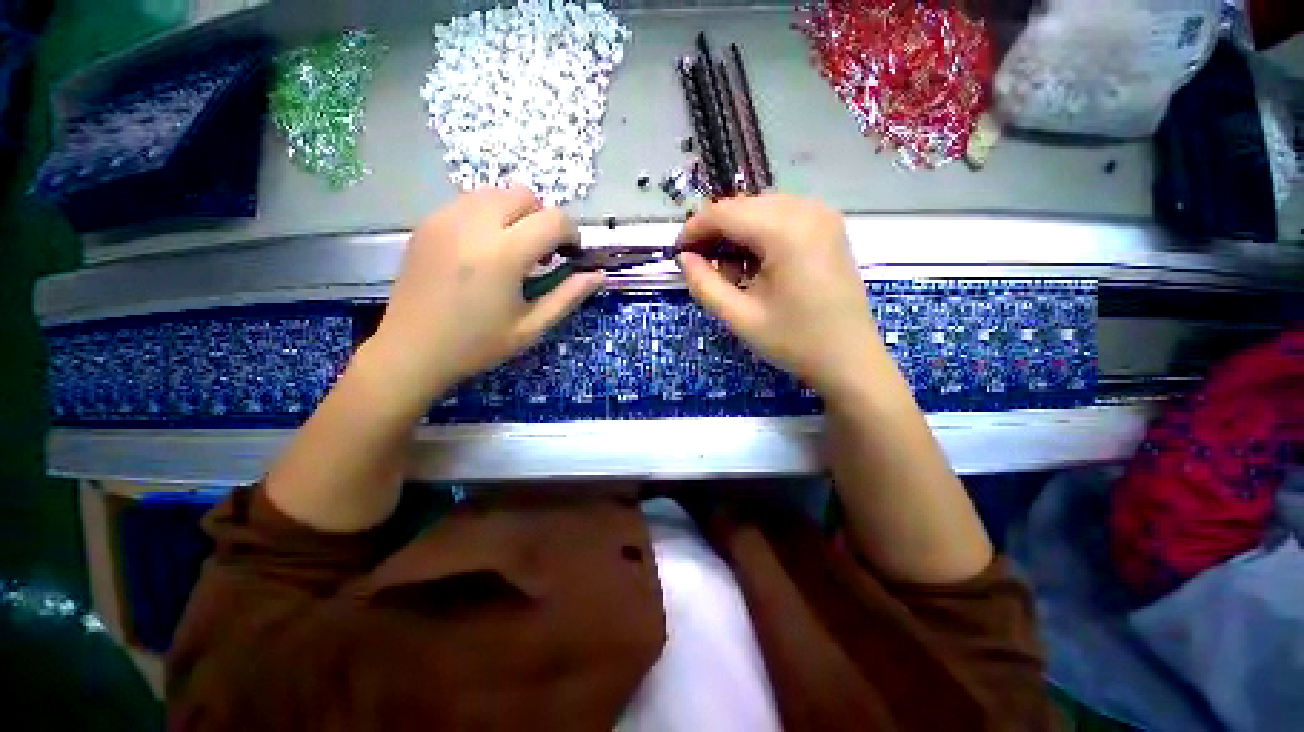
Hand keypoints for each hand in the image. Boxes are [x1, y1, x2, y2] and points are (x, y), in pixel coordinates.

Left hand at [366, 187, 603, 408]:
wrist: (411, 351)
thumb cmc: (477, 344)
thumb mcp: (532, 327)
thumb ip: (568, 296)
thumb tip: (598, 275)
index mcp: (503, 254)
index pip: (553, 219)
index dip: (571, 235)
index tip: (570, 257)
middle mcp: (473, 224)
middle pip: (525, 195)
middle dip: (543, 219)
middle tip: (541, 254)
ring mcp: (445, 218)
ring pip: (496, 193)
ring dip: (516, 214)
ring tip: (513, 250)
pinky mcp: (428, 223)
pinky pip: (470, 202)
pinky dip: (490, 216)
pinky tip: (484, 250)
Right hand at [676, 195, 879, 398]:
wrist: (850, 359)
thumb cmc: (794, 341)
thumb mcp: (739, 317)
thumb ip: (703, 284)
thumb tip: (684, 259)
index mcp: (786, 230)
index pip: (725, 213)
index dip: (694, 229)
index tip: (676, 253)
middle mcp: (807, 209)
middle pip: (743, 208)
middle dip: (715, 233)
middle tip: (700, 266)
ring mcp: (822, 215)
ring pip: (760, 211)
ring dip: (737, 236)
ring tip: (730, 274)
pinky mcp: (828, 227)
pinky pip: (781, 218)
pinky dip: (759, 237)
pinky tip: (756, 267)